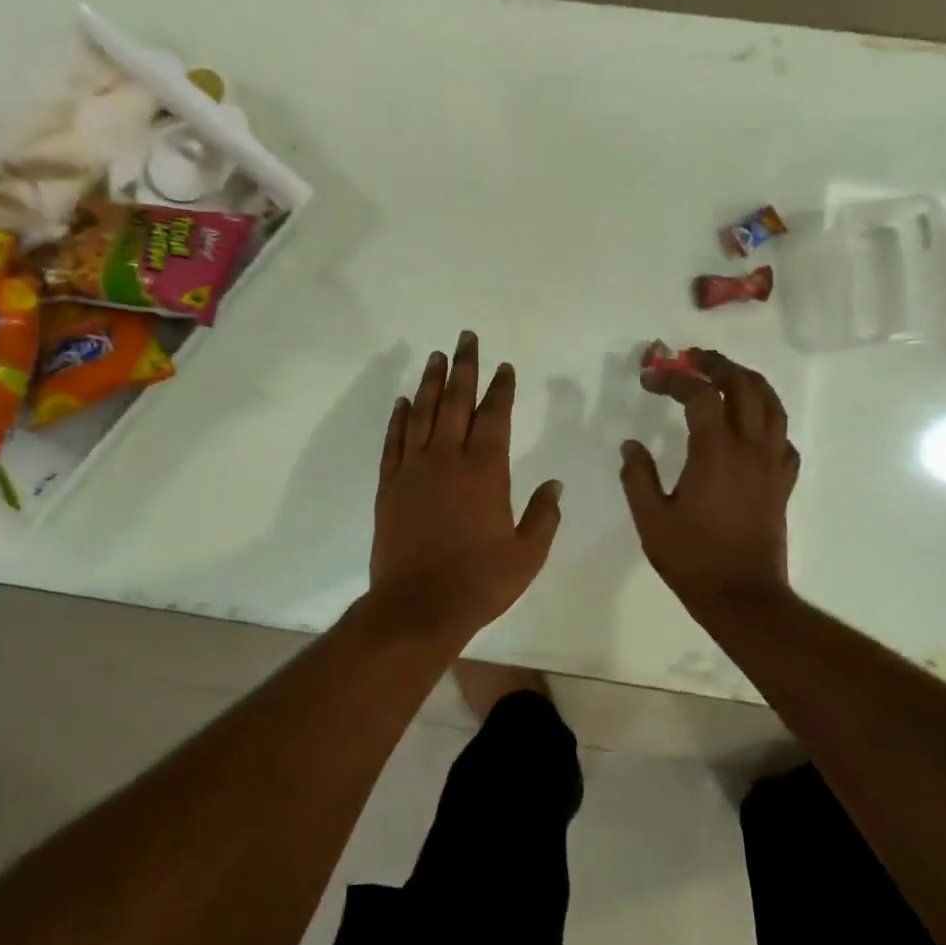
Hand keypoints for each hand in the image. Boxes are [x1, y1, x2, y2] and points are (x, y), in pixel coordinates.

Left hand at [368, 331, 562, 644]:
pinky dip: (399, 418)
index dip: (500, 388)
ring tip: (437, 357)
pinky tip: (404, 401)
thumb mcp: (527, 554)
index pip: (495, 416)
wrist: (417, 606)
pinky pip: (394, 441)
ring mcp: (414, 469)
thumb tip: (555, 484)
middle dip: (464, 367)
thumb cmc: (479, 582)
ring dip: (432, 383)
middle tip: (466, 338)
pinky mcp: (389, 486)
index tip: (503, 367)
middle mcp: (448, 459)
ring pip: (423, 413)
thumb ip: (544, 516)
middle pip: (456, 401)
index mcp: (485, 471)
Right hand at [620, 350, 799, 616]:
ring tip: (727, 377)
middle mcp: (750, 448)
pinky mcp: (782, 484)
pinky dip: (769, 421)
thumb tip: (630, 446)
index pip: (699, 395)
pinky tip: (753, 428)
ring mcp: (771, 465)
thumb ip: (638, 477)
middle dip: (718, 365)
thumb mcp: (651, 519)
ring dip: (750, 383)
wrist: (743, 597)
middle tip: (693, 360)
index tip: (649, 379)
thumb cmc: (692, 558)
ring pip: (773, 406)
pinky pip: (783, 439)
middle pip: (745, 387)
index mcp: (715, 451)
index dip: (673, 379)